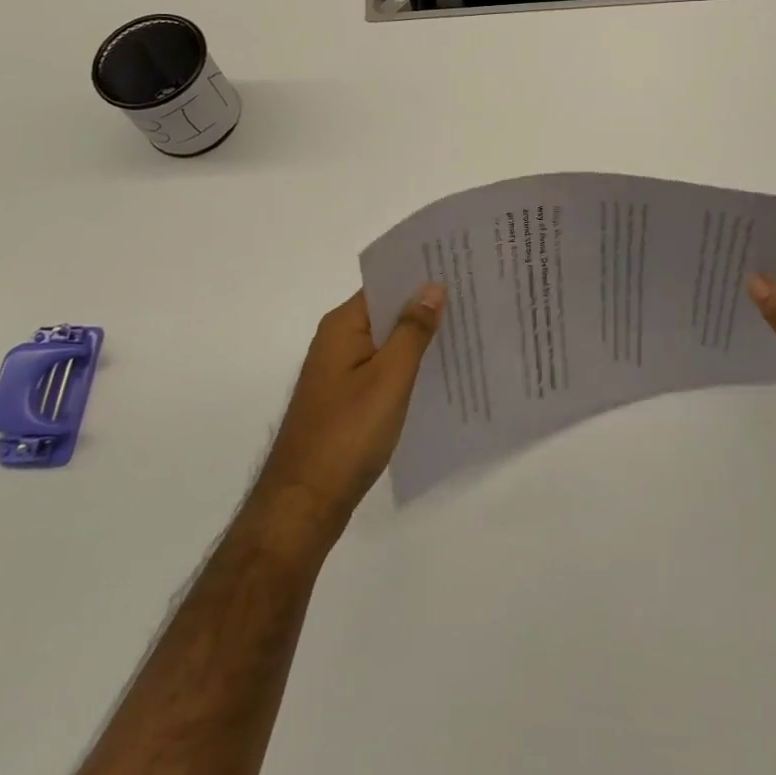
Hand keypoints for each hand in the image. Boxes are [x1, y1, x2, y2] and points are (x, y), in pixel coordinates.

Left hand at [250, 285, 444, 549]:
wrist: (303, 506)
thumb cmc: (347, 434)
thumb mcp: (389, 377)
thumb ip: (412, 330)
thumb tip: (433, 286)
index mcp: (342, 326)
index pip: (385, 284)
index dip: (420, 276)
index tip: (459, 269)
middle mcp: (336, 341)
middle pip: (386, 311)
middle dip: (425, 306)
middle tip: (473, 299)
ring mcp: (339, 373)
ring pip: (386, 342)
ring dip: (418, 338)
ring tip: (466, 331)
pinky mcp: (345, 400)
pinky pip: (382, 369)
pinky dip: (407, 366)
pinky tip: (439, 374)